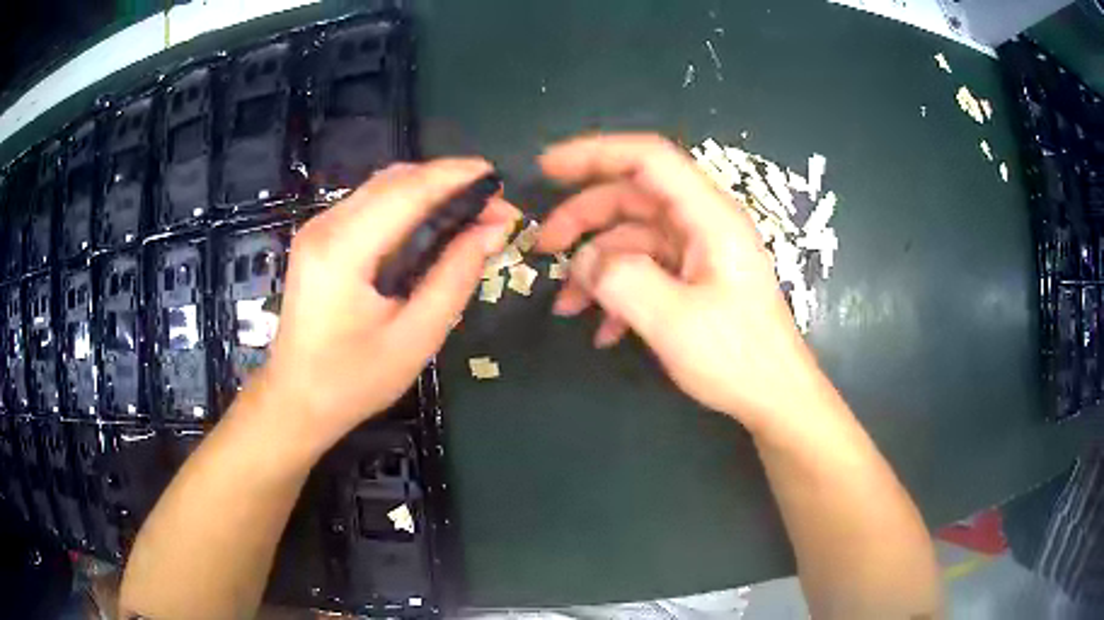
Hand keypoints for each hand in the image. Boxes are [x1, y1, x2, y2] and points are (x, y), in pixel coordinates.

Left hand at [260, 160, 518, 454]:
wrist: (296, 398)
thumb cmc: (354, 380)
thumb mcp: (416, 337)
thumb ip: (456, 276)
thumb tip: (493, 230)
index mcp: (344, 250)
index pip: (408, 190)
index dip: (458, 177)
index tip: (501, 183)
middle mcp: (325, 225)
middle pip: (396, 180)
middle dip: (449, 182)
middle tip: (493, 208)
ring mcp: (318, 228)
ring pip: (383, 186)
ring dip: (430, 190)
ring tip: (470, 214)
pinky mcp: (319, 237)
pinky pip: (370, 203)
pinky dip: (408, 204)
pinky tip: (432, 224)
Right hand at [537, 134, 827, 434]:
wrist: (774, 398)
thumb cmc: (737, 358)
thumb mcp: (674, 322)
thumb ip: (622, 280)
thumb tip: (585, 262)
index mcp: (709, 218)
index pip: (648, 160)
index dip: (595, 154)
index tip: (548, 169)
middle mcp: (703, 225)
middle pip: (633, 197)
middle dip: (583, 218)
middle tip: (543, 247)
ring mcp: (698, 254)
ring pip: (632, 238)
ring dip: (595, 266)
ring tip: (566, 306)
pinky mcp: (694, 281)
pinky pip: (645, 270)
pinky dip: (617, 292)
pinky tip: (602, 330)